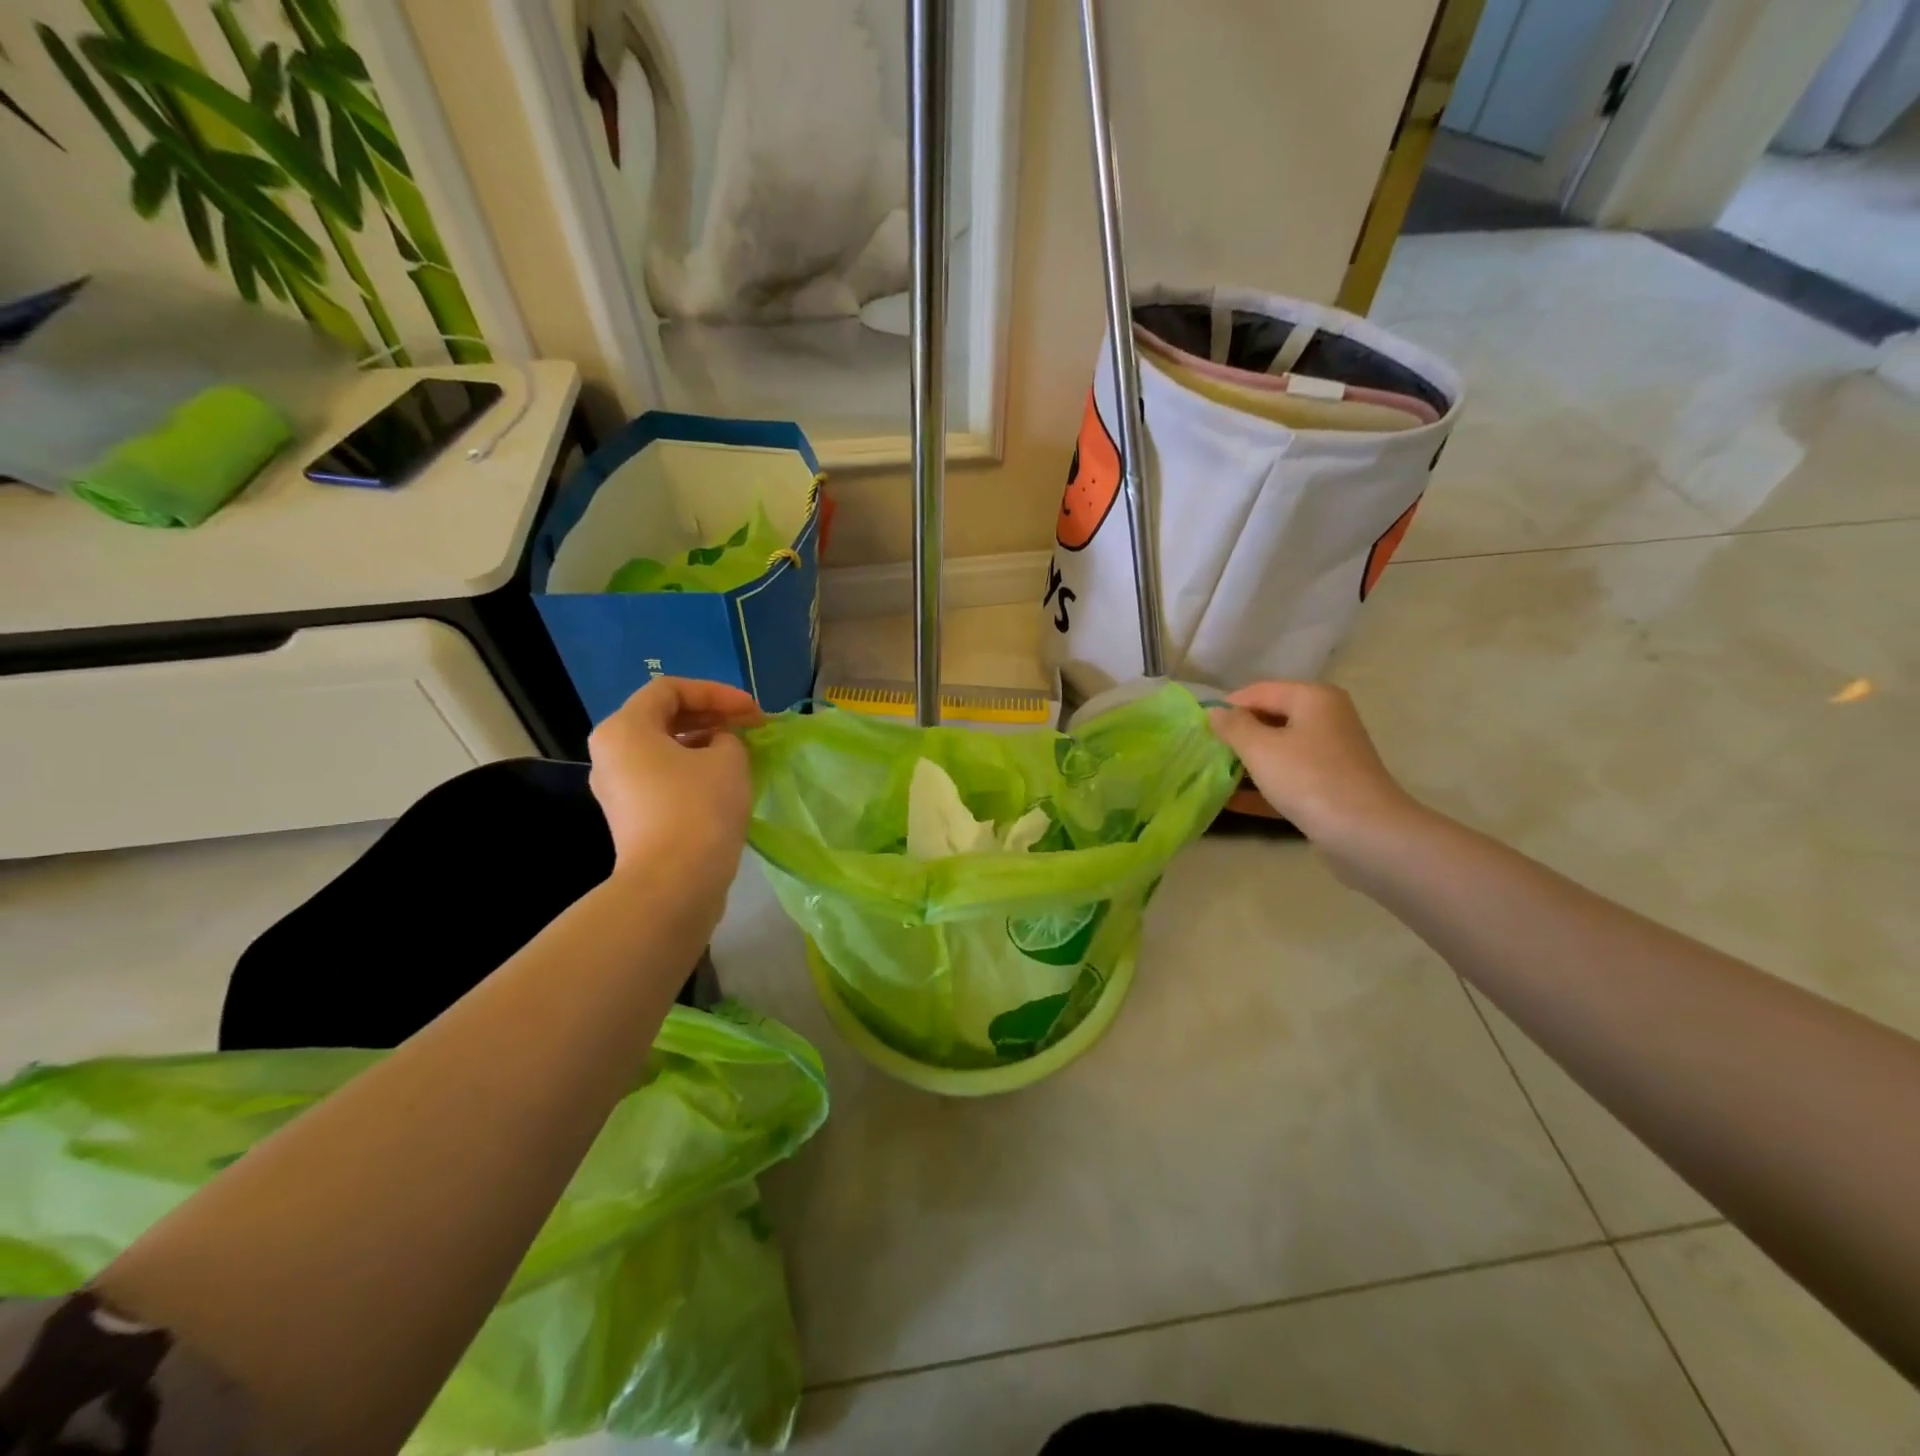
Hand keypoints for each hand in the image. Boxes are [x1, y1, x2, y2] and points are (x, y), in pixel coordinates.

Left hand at [588, 678, 764, 893]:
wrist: (674, 884)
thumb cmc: (699, 808)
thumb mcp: (728, 758)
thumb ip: (727, 737)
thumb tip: (717, 745)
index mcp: (625, 729)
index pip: (671, 690)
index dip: (717, 693)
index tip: (752, 712)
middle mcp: (610, 754)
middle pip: (663, 718)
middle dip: (711, 716)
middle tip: (751, 727)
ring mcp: (617, 789)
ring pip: (663, 750)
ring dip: (704, 744)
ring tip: (741, 753)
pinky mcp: (631, 817)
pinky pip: (662, 778)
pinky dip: (692, 770)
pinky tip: (724, 782)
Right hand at [1208, 681, 1423, 858]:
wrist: (1366, 833)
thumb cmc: (1309, 779)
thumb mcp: (1260, 749)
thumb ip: (1233, 726)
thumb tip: (1214, 711)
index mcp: (1313, 698)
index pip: (1258, 691)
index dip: (1227, 707)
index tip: (1198, 729)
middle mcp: (1325, 719)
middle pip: (1269, 719)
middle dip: (1236, 736)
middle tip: (1203, 752)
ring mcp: (1329, 754)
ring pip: (1277, 751)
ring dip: (1246, 763)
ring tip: (1211, 775)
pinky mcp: (1329, 786)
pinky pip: (1288, 778)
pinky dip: (1262, 787)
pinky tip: (1231, 802)